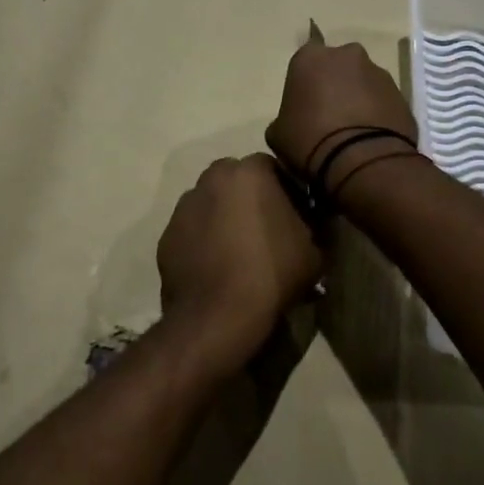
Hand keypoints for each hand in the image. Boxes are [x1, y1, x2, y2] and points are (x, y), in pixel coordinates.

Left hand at [156, 155, 323, 372]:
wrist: (218, 316)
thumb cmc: (272, 273)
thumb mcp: (315, 250)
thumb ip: (316, 224)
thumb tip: (313, 221)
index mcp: (250, 171)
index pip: (275, 168)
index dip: (289, 192)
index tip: (298, 217)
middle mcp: (212, 178)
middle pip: (239, 181)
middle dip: (253, 199)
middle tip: (269, 231)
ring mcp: (184, 206)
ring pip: (213, 203)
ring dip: (226, 217)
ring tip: (241, 252)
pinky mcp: (167, 235)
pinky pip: (194, 230)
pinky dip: (205, 240)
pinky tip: (218, 267)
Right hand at [266, 38, 417, 181]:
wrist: (363, 160)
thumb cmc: (310, 141)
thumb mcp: (278, 134)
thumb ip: (284, 118)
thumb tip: (293, 123)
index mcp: (310, 58)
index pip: (304, 61)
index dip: (304, 83)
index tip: (304, 105)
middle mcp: (346, 55)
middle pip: (337, 66)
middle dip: (334, 84)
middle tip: (328, 116)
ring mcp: (378, 72)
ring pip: (363, 81)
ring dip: (358, 98)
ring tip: (353, 131)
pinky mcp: (401, 93)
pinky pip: (382, 100)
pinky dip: (377, 113)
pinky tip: (371, 138)